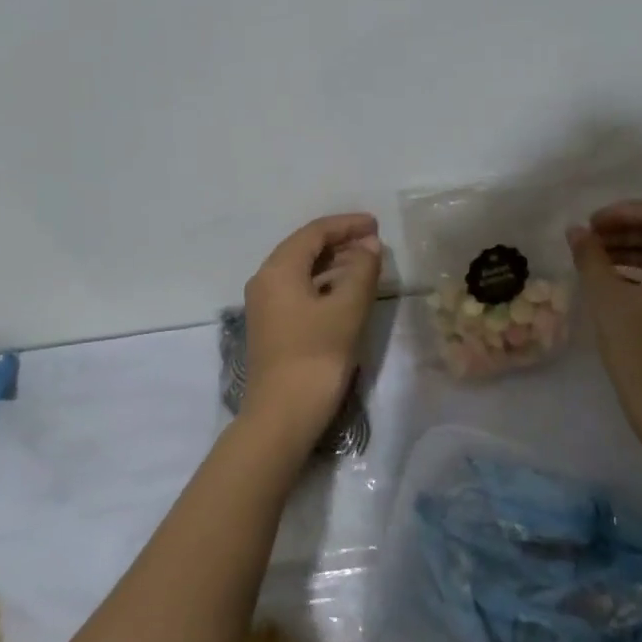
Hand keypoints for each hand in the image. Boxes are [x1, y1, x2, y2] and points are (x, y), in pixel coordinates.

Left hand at [240, 213, 382, 446]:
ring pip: (302, 271)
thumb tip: (369, 246)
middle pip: (304, 249)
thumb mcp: (347, 310)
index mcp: (278, 270)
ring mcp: (266, 306)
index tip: (376, 225)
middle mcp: (265, 281)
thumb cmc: (316, 357)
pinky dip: (325, 284)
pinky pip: (300, 291)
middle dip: (340, 242)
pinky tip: (347, 293)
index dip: (346, 225)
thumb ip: (362, 271)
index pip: (314, 233)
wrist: (282, 416)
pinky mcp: (273, 327)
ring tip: (367, 265)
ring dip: (334, 264)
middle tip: (375, 244)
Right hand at [568, 200, 641, 441]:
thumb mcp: (607, 299)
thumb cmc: (641, 350)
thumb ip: (591, 257)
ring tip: (597, 262)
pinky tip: (619, 284)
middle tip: (589, 242)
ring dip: (635, 252)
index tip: (588, 227)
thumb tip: (577, 231)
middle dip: (625, 232)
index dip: (618, 213)